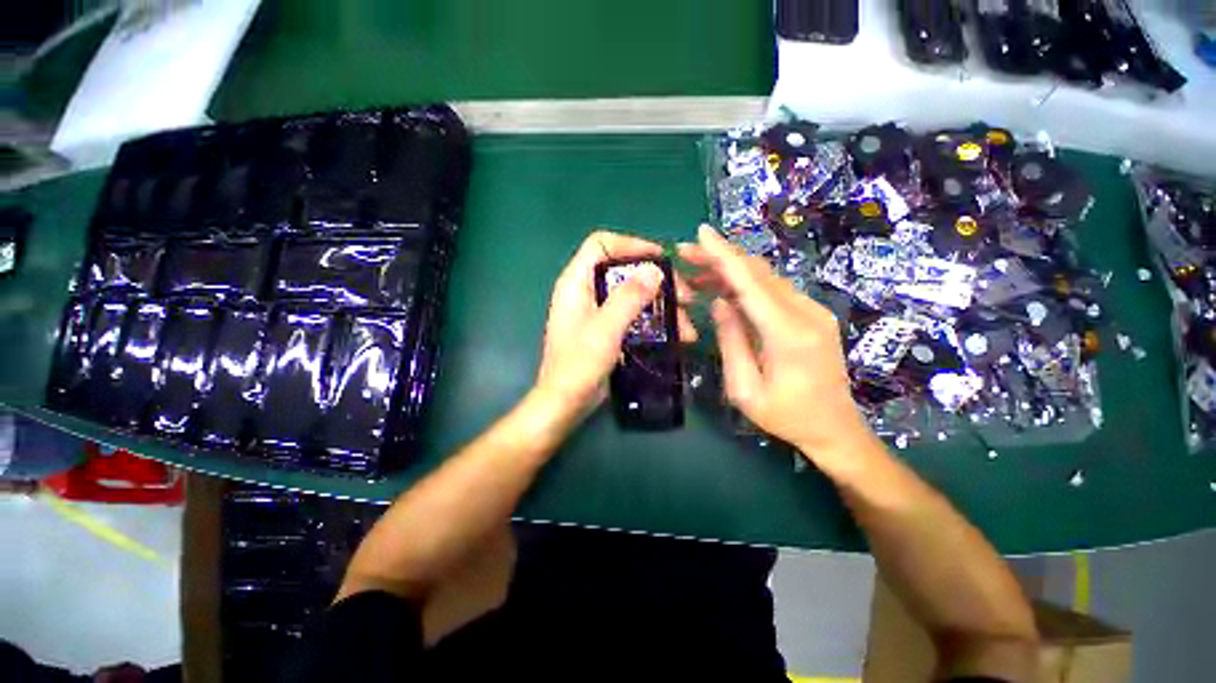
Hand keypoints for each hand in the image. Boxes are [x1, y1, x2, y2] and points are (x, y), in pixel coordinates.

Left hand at [534, 231, 696, 419]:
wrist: (565, 403)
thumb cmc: (578, 365)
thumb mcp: (605, 329)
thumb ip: (628, 298)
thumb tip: (654, 269)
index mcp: (576, 282)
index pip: (601, 245)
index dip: (631, 245)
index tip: (661, 258)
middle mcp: (586, 292)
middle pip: (624, 271)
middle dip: (657, 283)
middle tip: (686, 297)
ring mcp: (597, 312)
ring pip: (633, 297)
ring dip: (662, 308)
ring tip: (687, 327)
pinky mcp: (607, 330)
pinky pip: (634, 317)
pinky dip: (654, 323)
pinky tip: (675, 336)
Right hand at [680, 225, 873, 468]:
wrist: (835, 430)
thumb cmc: (786, 416)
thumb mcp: (745, 389)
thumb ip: (731, 342)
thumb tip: (720, 303)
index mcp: (788, 334)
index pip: (750, 283)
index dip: (723, 255)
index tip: (700, 233)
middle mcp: (806, 313)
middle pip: (759, 273)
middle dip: (720, 257)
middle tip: (686, 254)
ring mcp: (814, 311)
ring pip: (767, 278)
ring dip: (731, 270)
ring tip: (697, 272)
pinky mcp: (813, 315)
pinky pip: (775, 291)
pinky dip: (747, 284)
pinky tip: (724, 289)